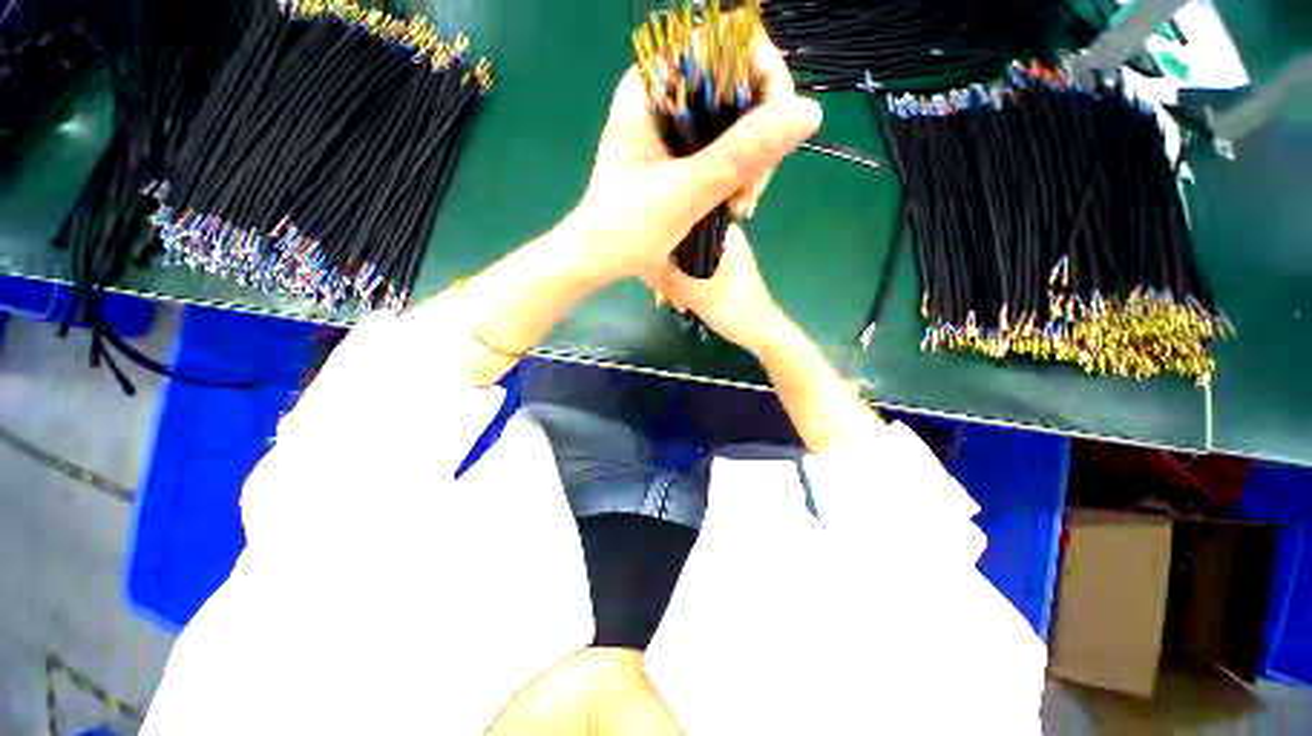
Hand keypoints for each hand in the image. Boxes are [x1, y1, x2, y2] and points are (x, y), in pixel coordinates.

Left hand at [567, 30, 820, 280]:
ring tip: (741, 207)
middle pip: (738, 84)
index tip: (773, 137)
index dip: (764, 81)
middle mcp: (665, 92)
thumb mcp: (686, 191)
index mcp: (653, 84)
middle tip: (752, 190)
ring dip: (752, 163)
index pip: (726, 46)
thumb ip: (742, 153)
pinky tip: (735, 204)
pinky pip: (727, 146)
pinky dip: (739, 175)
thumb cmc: (628, 227)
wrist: (601, 257)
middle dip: (760, 137)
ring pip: (737, 120)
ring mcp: (675, 123)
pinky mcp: (682, 151)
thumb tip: (808, 112)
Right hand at [646, 224, 786, 353]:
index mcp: (723, 233)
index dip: (661, 241)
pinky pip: (693, 269)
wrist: (761, 334)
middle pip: (681, 242)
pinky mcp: (719, 270)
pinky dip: (683, 283)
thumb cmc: (735, 310)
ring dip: (672, 279)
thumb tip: (638, 261)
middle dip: (665, 266)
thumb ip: (665, 276)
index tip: (648, 263)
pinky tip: (677, 301)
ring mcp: (721, 254)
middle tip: (658, 290)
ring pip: (685, 258)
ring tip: (667, 300)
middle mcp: (722, 237)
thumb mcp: (695, 293)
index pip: (682, 222)